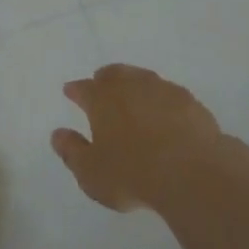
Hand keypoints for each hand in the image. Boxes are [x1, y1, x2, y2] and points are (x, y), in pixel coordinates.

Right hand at [52, 64, 224, 212]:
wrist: (191, 171)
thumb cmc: (133, 173)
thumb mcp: (91, 173)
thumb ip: (72, 152)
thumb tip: (57, 134)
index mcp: (102, 99)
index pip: (83, 89)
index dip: (75, 90)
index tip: (70, 91)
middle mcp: (130, 86)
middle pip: (113, 74)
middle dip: (104, 78)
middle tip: (100, 83)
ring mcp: (161, 89)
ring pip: (142, 78)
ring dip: (134, 83)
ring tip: (132, 93)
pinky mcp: (188, 101)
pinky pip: (168, 94)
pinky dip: (161, 99)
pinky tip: (165, 111)